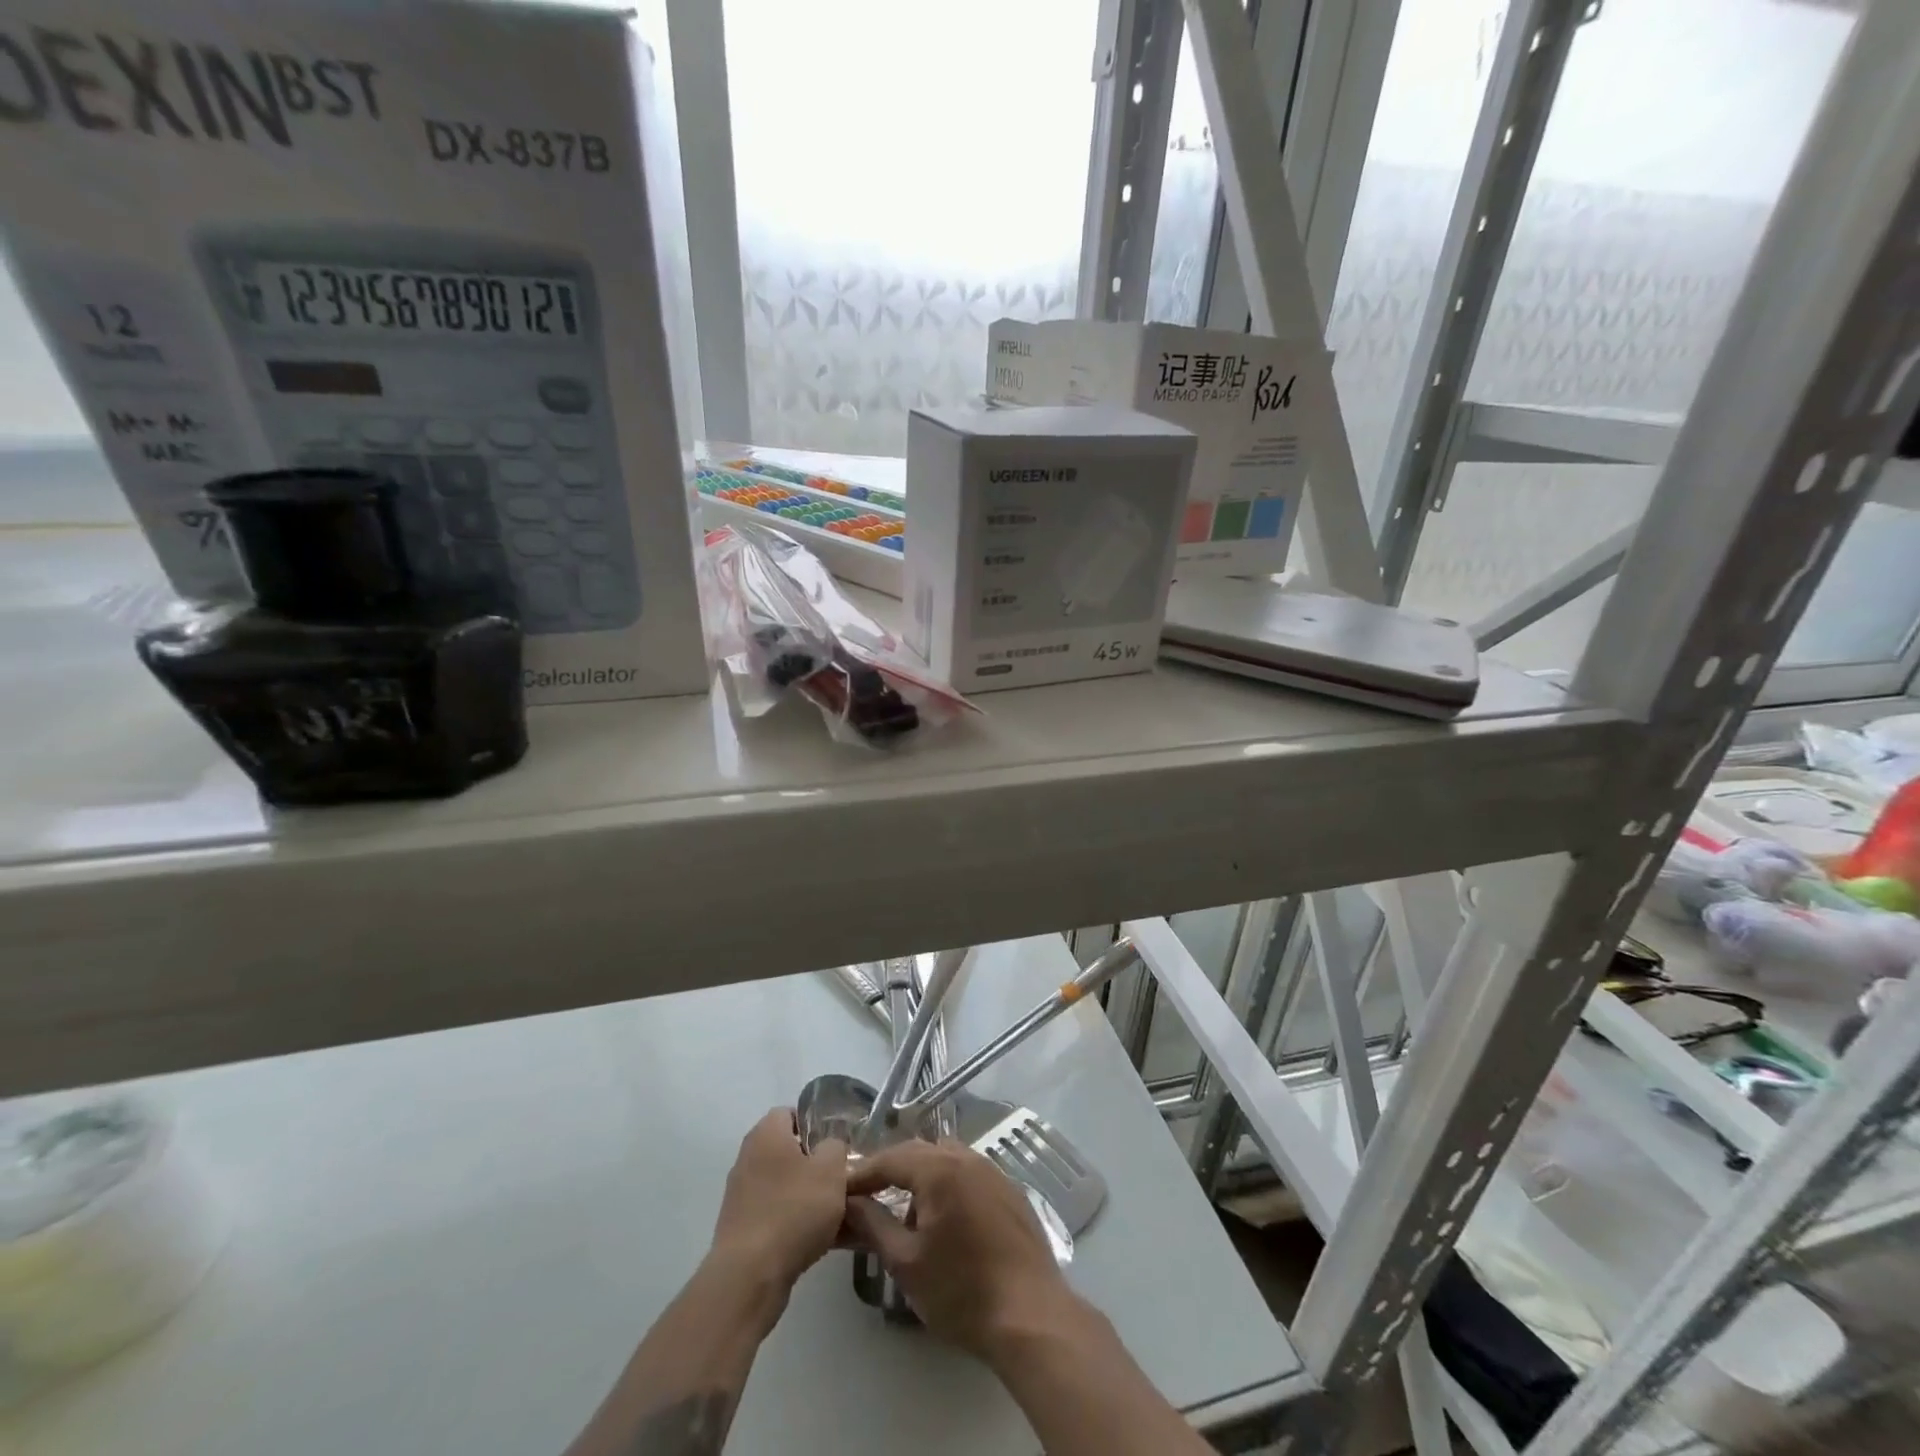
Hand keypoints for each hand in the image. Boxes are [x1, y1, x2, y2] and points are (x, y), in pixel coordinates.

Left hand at [709, 1108, 849, 1293]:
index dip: (814, 1125)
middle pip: (788, 1151)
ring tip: (838, 1215)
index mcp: (766, 1135)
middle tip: (840, 1179)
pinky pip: (777, 1214)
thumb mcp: (831, 1169)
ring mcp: (741, 1195)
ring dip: (808, 1196)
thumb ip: (835, 1147)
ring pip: (785, 1186)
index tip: (836, 1145)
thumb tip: (829, 1148)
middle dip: (815, 1164)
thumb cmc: (793, 1210)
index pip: (790, 1113)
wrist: (749, 1277)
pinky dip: (796, 1222)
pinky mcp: (741, 1229)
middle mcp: (748, 1158)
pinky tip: (821, 1240)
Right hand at [844, 1139, 1079, 1362]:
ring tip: (905, 1212)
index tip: (839, 1189)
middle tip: (867, 1196)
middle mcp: (967, 1158)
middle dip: (890, 1171)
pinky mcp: (1010, 1191)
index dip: (862, 1173)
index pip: (890, 1159)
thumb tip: (849, 1203)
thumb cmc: (961, 1291)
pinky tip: (944, 1219)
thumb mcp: (906, 1262)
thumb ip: (873, 1225)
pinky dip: (948, 1185)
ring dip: (921, 1177)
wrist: (1030, 1315)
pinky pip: (969, 1174)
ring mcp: (993, 1171)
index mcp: (939, 1168)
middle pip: (918, 1153)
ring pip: (946, 1160)